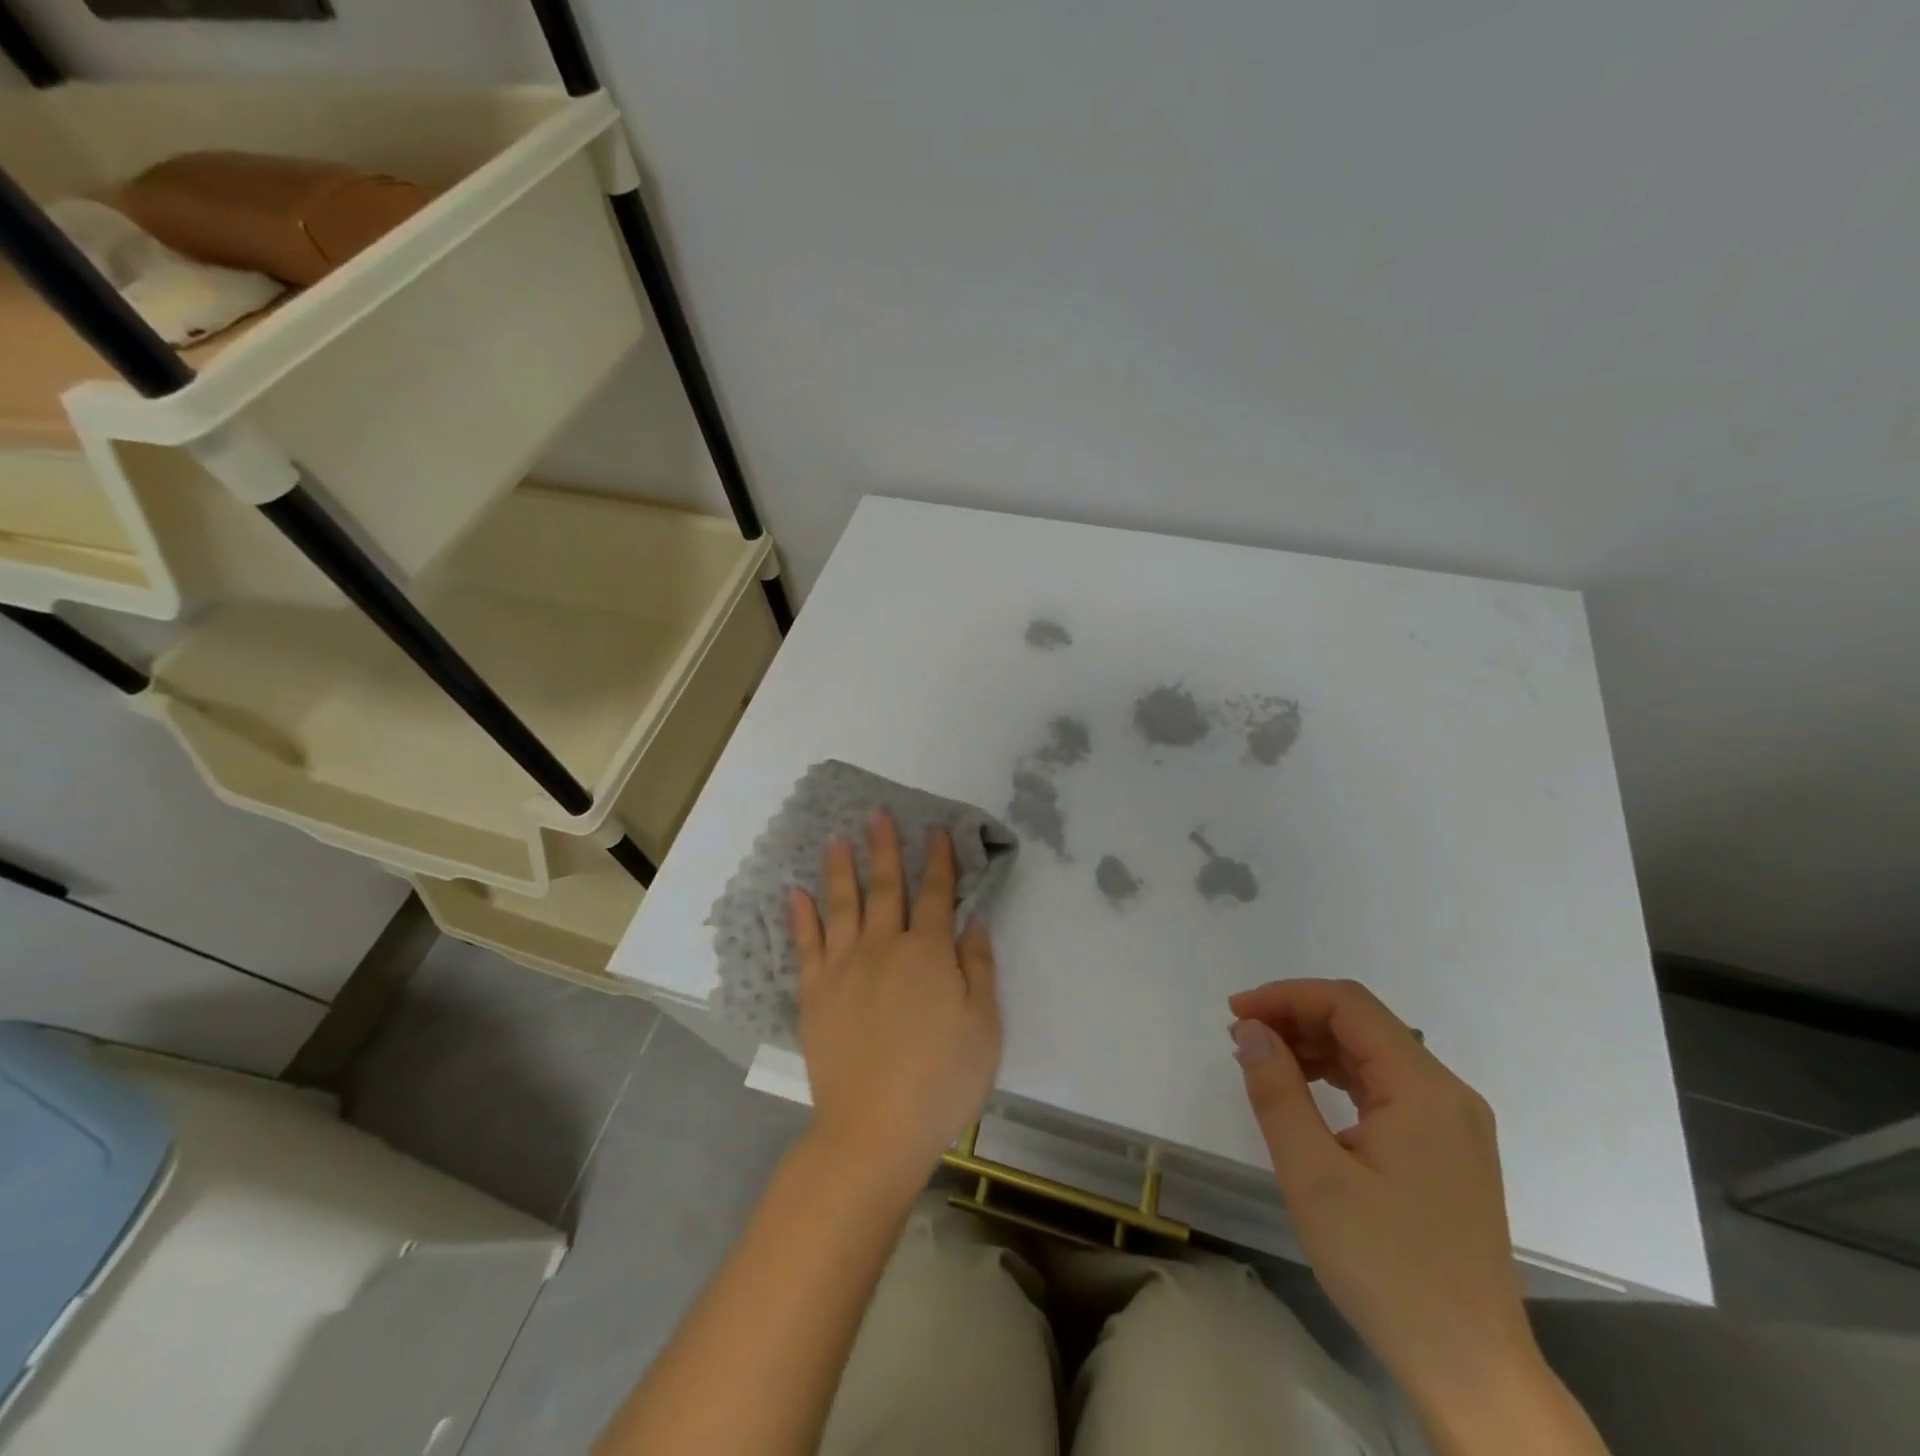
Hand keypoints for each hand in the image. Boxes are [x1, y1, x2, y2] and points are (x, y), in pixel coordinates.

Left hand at [790, 811, 1001, 1184]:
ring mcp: (844, 968)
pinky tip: (796, 893)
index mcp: (928, 952)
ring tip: (836, 838)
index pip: (936, 893)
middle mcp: (884, 947)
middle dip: (884, 848)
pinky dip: (801, 916)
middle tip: (877, 814)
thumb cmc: (941, 1080)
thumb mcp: (984, 1026)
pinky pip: (806, 945)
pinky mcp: (816, 993)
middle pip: (885, 887)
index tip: (936, 831)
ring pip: (842, 905)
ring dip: (840, 868)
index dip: (939, 860)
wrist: (875, 1130)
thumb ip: (980, 967)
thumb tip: (975, 920)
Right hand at [1228, 979, 1536, 1411]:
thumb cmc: (1388, 1268)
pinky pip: (1386, 1088)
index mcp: (1423, 1089)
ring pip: (1373, 1054)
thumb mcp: (1314, 1176)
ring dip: (1314, 1046)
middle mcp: (1447, 1093)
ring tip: (1263, 1064)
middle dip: (1296, 1019)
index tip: (1235, 1014)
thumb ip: (1277, 1091)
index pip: (1349, 1005)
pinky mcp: (1447, 1151)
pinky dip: (1338, 1077)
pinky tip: (1305, 1095)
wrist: (1472, 1372)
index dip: (1286, 996)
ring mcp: (1452, 1124)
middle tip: (1241, 1041)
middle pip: (1363, 1024)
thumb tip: (1251, 1030)